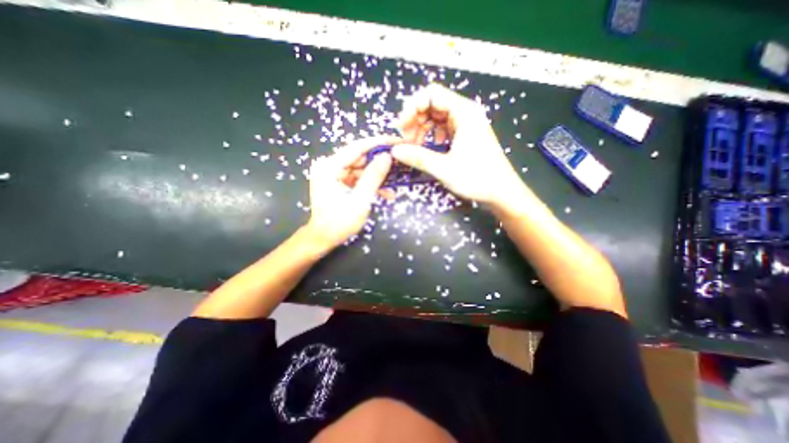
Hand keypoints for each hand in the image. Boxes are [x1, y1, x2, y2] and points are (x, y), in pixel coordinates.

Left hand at [305, 135, 396, 252]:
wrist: (323, 238)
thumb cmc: (339, 223)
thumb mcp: (360, 201)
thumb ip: (373, 177)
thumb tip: (387, 157)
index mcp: (329, 167)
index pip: (357, 147)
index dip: (379, 143)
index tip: (397, 141)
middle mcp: (330, 166)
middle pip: (360, 157)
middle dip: (381, 162)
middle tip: (401, 163)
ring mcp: (334, 174)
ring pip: (362, 168)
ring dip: (378, 176)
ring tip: (396, 182)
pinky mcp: (339, 182)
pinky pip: (359, 178)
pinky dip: (371, 184)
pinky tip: (386, 193)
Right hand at [392, 84, 524, 207]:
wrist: (501, 191)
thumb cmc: (477, 178)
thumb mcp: (444, 168)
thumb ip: (418, 157)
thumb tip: (395, 150)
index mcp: (464, 112)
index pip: (432, 94)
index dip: (412, 107)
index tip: (402, 127)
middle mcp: (465, 113)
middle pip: (432, 104)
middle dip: (415, 119)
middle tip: (405, 140)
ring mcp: (466, 124)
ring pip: (436, 117)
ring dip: (422, 129)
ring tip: (414, 146)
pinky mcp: (465, 135)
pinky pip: (443, 128)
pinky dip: (432, 135)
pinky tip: (430, 148)